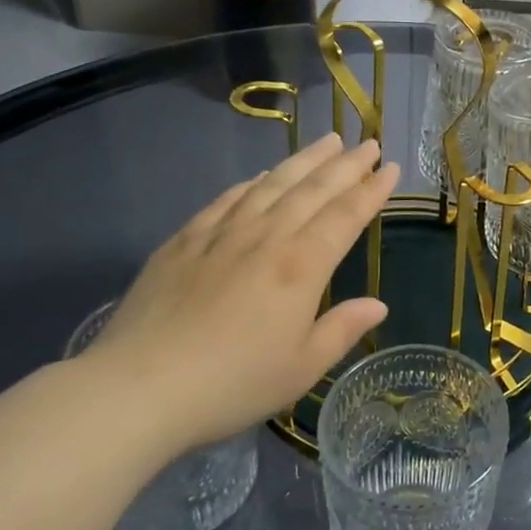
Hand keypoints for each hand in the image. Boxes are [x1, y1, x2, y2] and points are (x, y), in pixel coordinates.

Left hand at [83, 134, 399, 460]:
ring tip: (326, 141)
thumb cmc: (232, 384)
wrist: (139, 387)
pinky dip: (251, 183)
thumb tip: (378, 304)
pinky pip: (227, 199)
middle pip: (313, 190)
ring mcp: (222, 234)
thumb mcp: (301, 369)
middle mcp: (266, 237)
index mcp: (301, 266)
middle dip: (346, 164)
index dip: (372, 190)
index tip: (392, 168)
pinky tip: (261, 177)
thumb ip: (342, 329)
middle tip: (368, 143)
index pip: (346, 216)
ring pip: (272, 184)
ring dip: (304, 161)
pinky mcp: (185, 241)